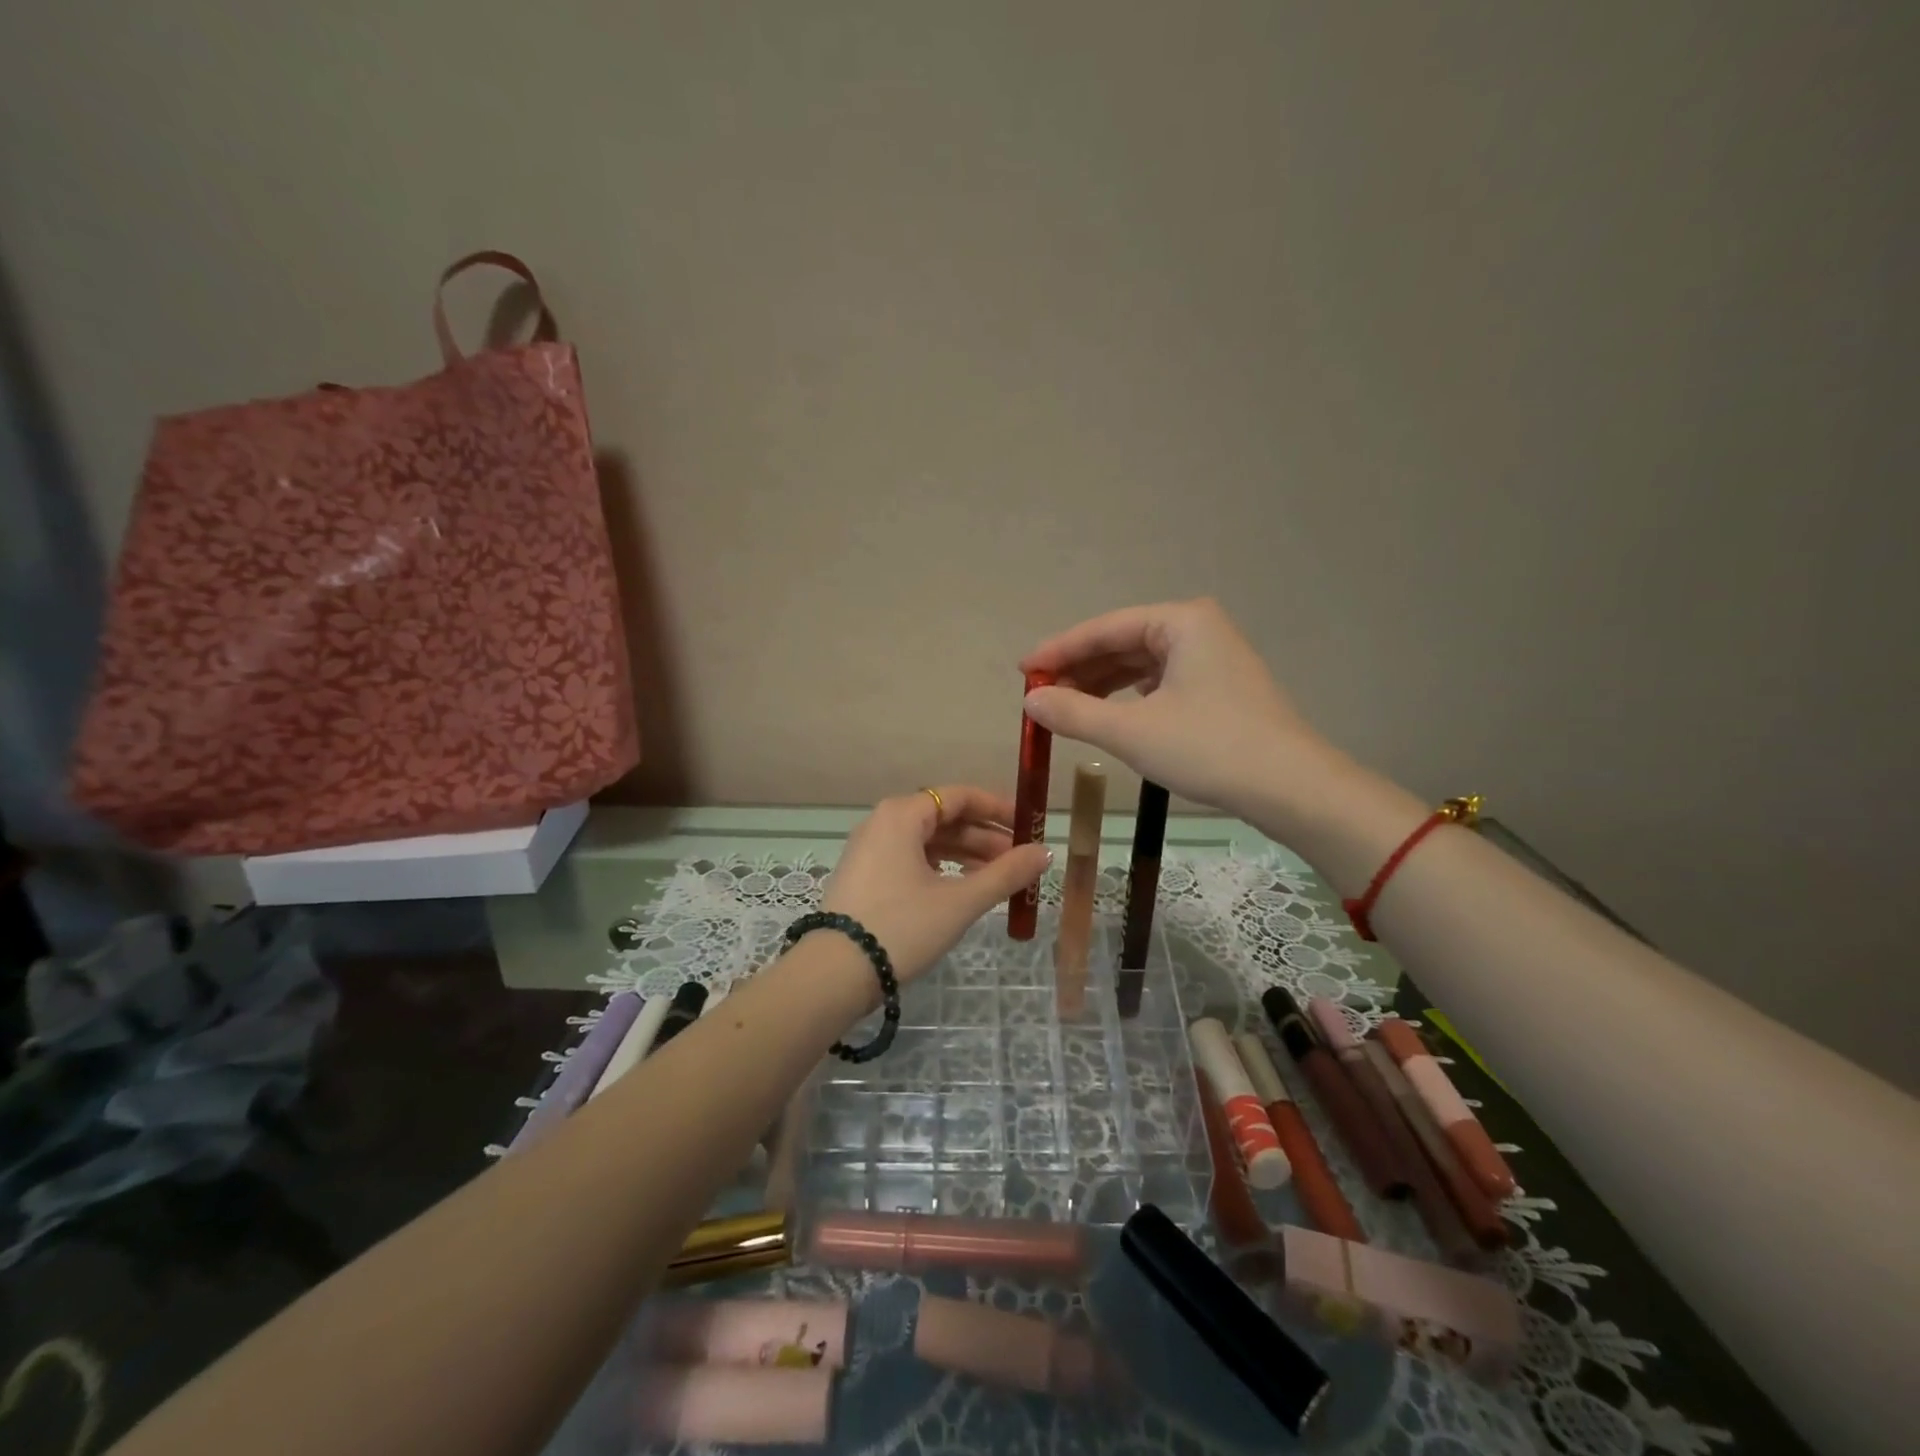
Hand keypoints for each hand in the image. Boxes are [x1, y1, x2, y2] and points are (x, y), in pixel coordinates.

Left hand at [823, 786, 1051, 983]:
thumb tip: (1045, 853)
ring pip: (928, 841)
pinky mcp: (865, 876)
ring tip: (999, 878)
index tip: (1029, 826)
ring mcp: (870, 849)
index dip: (998, 809)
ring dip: (966, 855)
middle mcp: (883, 822)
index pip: (959, 796)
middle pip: (944, 818)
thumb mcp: (960, 901)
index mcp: (902, 814)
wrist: (834, 974)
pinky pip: (911, 859)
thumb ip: (1006, 874)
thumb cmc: (902, 927)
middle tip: (1020, 861)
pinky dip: (941, 868)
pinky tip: (961, 887)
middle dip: (985, 838)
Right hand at [1020, 598, 1331, 816]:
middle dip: (1080, 669)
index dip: (1058, 650)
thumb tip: (1031, 701)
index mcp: (1180, 621)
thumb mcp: (1132, 732)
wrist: (1291, 788)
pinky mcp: (1219, 687)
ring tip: (1065, 708)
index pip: (1104, 628)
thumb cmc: (1209, 749)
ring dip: (1102, 685)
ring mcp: (1212, 658)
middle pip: (1122, 643)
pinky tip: (1110, 714)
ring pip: (1141, 664)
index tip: (1022, 671)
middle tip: (1040, 695)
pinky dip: (1129, 697)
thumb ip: (1075, 713)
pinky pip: (1160, 682)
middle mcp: (1198, 629)